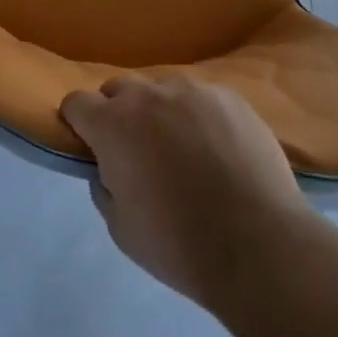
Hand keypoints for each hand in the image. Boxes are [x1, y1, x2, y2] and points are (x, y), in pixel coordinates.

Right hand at [61, 74, 317, 309]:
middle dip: (119, 114)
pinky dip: (199, 116)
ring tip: (184, 149)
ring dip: (161, 112)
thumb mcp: (120, 228)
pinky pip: (201, 98)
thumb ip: (103, 185)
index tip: (90, 146)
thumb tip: (107, 166)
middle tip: (137, 152)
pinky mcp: (230, 96)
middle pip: (118, 89)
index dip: (78, 123)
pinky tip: (218, 150)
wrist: (261, 247)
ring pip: (162, 90)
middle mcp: (148, 94)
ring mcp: (192, 90)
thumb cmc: (180, 245)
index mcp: (113, 124)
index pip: (76, 103)